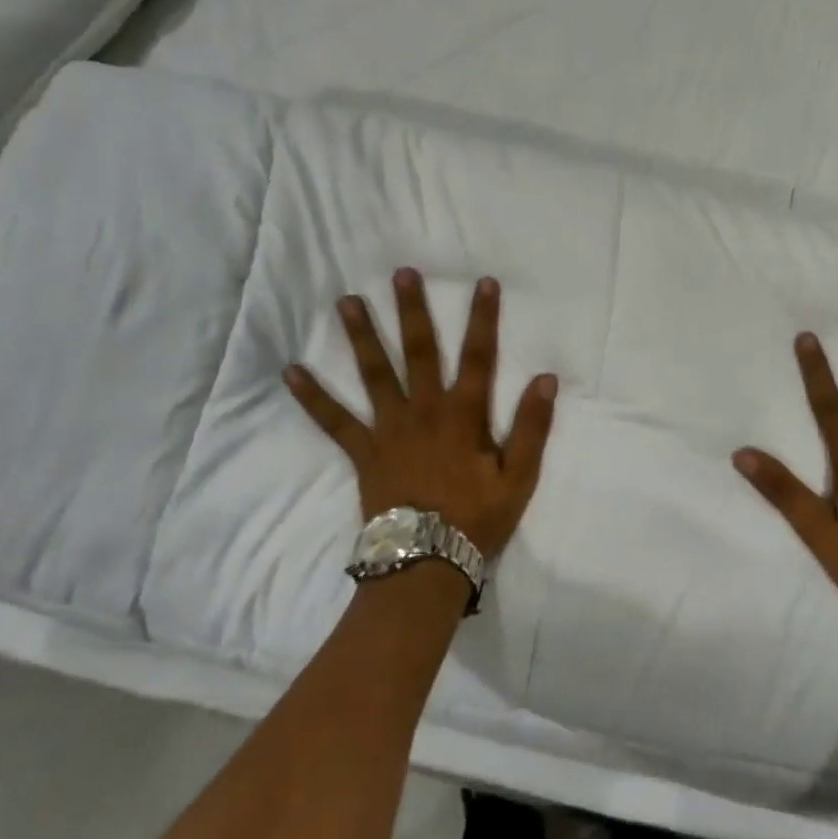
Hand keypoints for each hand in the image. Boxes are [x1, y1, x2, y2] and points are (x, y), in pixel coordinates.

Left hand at [283, 269, 557, 558]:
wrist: (425, 565)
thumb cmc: (477, 520)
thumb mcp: (519, 478)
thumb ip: (532, 427)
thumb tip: (546, 378)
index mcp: (464, 414)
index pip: (479, 356)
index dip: (483, 318)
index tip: (484, 282)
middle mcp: (424, 410)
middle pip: (419, 351)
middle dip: (412, 310)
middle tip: (401, 273)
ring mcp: (389, 428)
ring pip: (374, 373)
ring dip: (361, 335)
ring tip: (346, 301)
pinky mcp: (363, 451)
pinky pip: (334, 420)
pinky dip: (313, 396)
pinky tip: (291, 371)